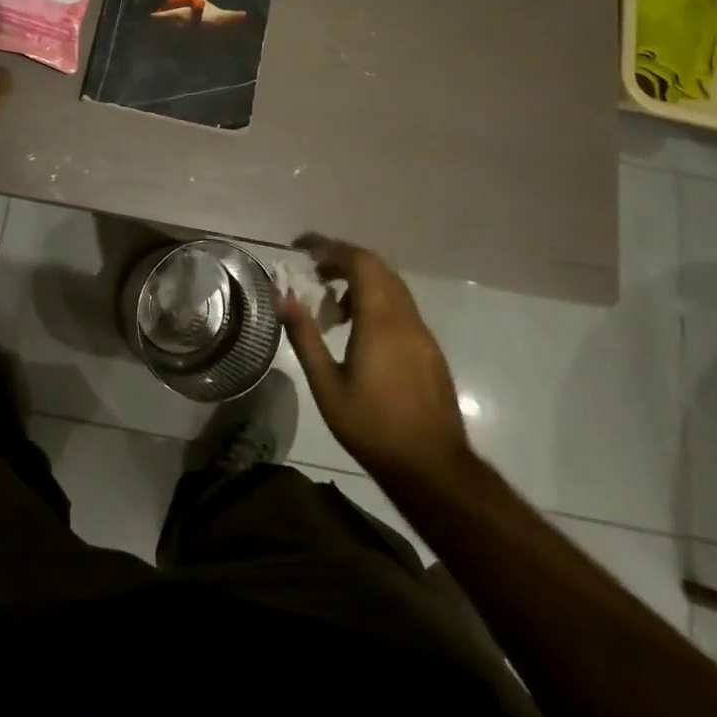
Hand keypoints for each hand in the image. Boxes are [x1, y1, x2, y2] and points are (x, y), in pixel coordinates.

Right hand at [278, 234, 473, 489]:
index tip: (302, 249)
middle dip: (343, 259)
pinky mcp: (430, 350)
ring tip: (332, 304)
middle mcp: (405, 318)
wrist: (433, 469)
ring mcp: (422, 333)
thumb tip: (283, 297)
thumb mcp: (327, 386)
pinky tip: (358, 330)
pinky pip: (401, 307)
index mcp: (380, 321)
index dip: (330, 247)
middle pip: (377, 267)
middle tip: (313, 269)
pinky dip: (376, 300)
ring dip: (361, 280)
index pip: (359, 262)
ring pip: (392, 286)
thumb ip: (305, 337)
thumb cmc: (373, 427)